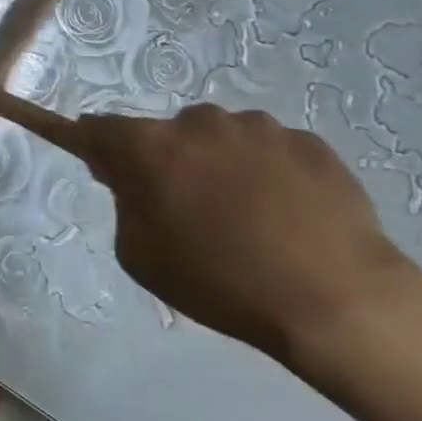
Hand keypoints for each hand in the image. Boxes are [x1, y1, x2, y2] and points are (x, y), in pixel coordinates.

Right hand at [72, 104, 413, 362]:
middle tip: (187, 210)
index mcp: (150, 146)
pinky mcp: (307, 142)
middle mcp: (199, 121)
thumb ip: (126, 207)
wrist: (336, 299)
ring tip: (249, 218)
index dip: (87, 139)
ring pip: (222, 140)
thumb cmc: (220, 281)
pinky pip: (271, 152)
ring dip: (220, 165)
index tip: (84, 150)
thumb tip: (134, 181)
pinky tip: (289, 216)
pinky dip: (268, 174)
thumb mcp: (141, 256)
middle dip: (168, 162)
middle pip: (167, 135)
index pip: (98, 129)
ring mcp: (257, 127)